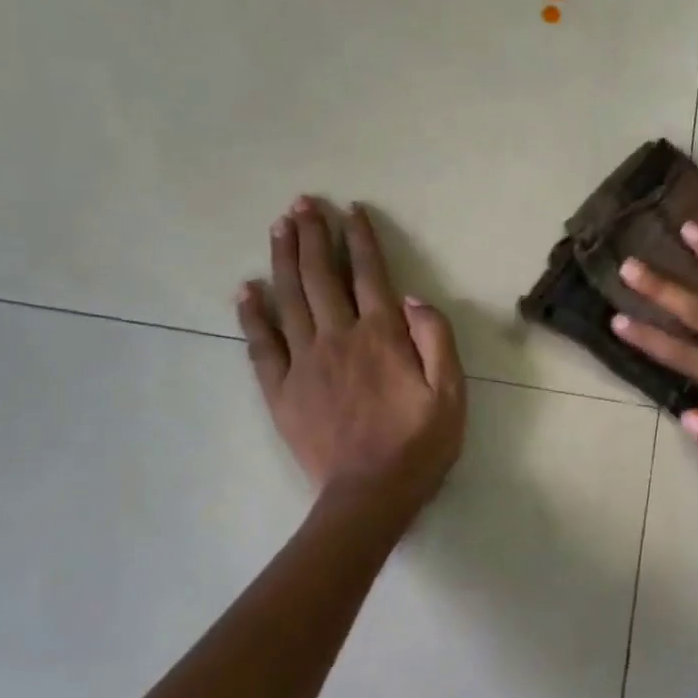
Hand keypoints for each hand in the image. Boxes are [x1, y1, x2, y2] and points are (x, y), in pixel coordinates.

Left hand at [236, 198, 465, 508]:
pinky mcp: (281, 390)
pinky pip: (261, 345)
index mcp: (382, 337)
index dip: (360, 240)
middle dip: (313, 236)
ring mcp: (304, 363)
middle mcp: (339, 338)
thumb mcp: (451, 393)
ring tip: (279, 227)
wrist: (371, 494)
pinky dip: (252, 314)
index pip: (370, 276)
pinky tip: (246, 289)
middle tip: (303, 203)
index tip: (351, 211)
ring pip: (289, 299)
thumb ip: (436, 340)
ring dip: (283, 260)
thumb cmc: (419, 444)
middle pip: (321, 277)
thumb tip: (413, 298)